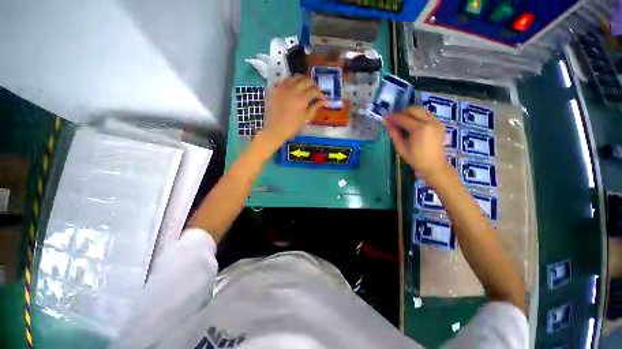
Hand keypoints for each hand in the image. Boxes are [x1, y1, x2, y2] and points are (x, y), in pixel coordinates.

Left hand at [255, 76, 325, 156]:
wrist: (274, 130)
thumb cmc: (291, 127)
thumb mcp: (305, 119)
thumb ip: (314, 108)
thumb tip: (323, 102)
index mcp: (302, 99)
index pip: (314, 91)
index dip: (320, 94)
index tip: (322, 99)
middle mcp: (293, 90)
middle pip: (306, 80)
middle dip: (313, 85)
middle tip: (315, 92)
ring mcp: (282, 87)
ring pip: (295, 77)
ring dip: (302, 80)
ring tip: (305, 87)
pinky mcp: (275, 89)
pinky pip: (284, 79)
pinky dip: (291, 81)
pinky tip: (292, 87)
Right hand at [385, 107, 447, 179]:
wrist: (434, 165)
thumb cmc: (415, 158)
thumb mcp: (401, 147)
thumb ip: (394, 133)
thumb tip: (387, 123)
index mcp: (419, 128)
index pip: (403, 118)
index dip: (392, 117)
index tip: (385, 118)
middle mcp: (429, 121)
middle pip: (413, 109)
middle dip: (402, 112)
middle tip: (394, 119)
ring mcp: (436, 122)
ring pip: (421, 110)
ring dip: (410, 113)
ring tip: (402, 121)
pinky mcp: (439, 124)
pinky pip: (426, 115)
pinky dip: (418, 116)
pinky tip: (412, 124)